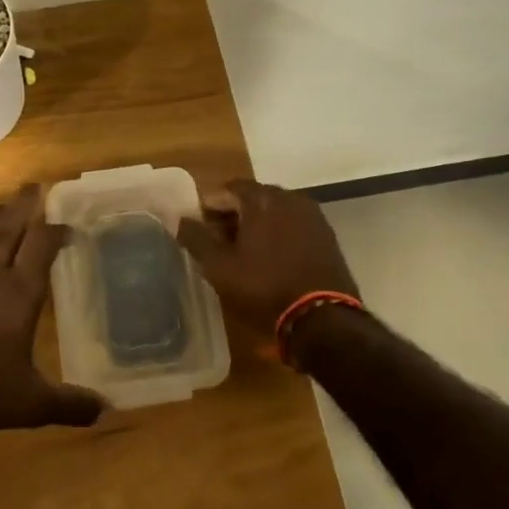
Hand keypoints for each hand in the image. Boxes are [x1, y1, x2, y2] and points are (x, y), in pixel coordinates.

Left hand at [0, 185, 104, 433]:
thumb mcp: (30, 404)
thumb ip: (69, 404)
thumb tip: (107, 409)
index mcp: (20, 294)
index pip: (42, 247)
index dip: (56, 230)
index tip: (68, 223)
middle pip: (10, 229)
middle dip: (24, 205)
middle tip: (34, 184)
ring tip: (0, 203)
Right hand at [177, 180, 359, 342]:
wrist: (322, 319)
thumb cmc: (264, 288)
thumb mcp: (219, 267)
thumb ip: (196, 239)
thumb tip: (181, 220)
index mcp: (261, 198)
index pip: (227, 189)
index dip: (209, 207)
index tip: (200, 229)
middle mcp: (289, 197)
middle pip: (252, 198)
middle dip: (233, 215)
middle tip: (219, 242)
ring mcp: (312, 215)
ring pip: (275, 211)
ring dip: (256, 225)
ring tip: (244, 253)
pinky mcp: (327, 235)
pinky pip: (294, 225)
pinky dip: (278, 234)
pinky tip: (271, 259)